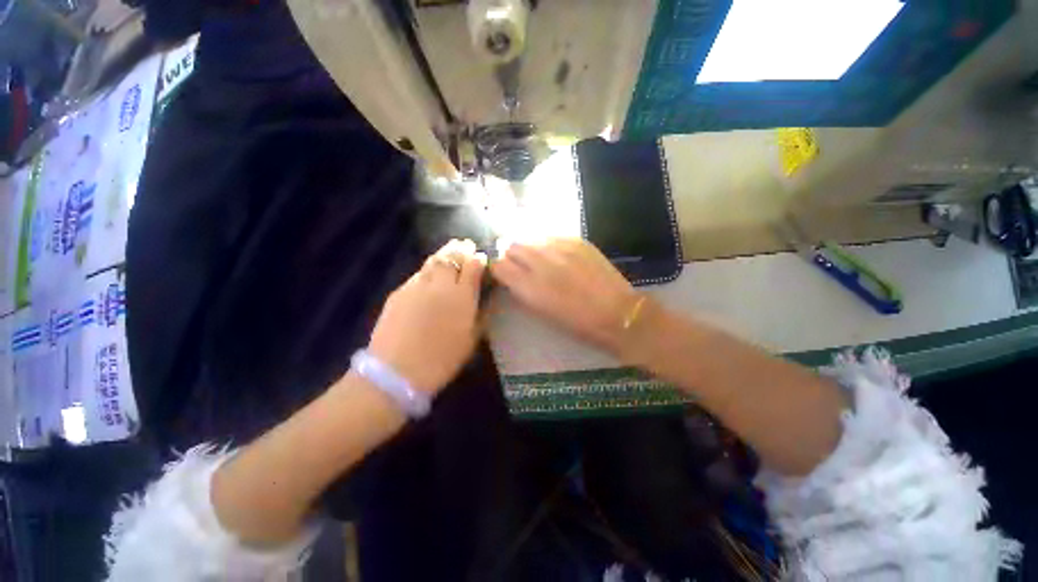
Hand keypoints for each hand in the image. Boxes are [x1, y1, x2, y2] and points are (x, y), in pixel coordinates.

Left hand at [368, 240, 486, 393]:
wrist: (396, 372)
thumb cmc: (442, 359)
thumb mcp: (471, 339)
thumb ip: (483, 314)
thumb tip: (490, 297)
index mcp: (462, 296)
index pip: (473, 265)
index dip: (479, 258)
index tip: (482, 257)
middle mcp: (440, 284)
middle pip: (452, 256)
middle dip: (461, 248)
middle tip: (466, 244)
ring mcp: (417, 285)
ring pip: (433, 260)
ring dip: (444, 253)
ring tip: (451, 249)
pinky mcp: (399, 291)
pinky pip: (418, 273)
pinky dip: (429, 267)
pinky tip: (431, 272)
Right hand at [491, 238, 640, 355]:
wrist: (617, 313)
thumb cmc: (577, 322)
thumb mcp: (542, 312)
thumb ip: (522, 290)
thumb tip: (512, 276)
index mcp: (529, 287)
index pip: (499, 265)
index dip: (499, 269)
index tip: (505, 274)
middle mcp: (541, 262)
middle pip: (513, 246)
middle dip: (513, 256)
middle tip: (523, 265)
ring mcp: (560, 248)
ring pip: (531, 238)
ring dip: (530, 248)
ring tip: (541, 258)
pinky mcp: (577, 241)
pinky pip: (552, 236)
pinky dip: (549, 244)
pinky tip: (558, 255)